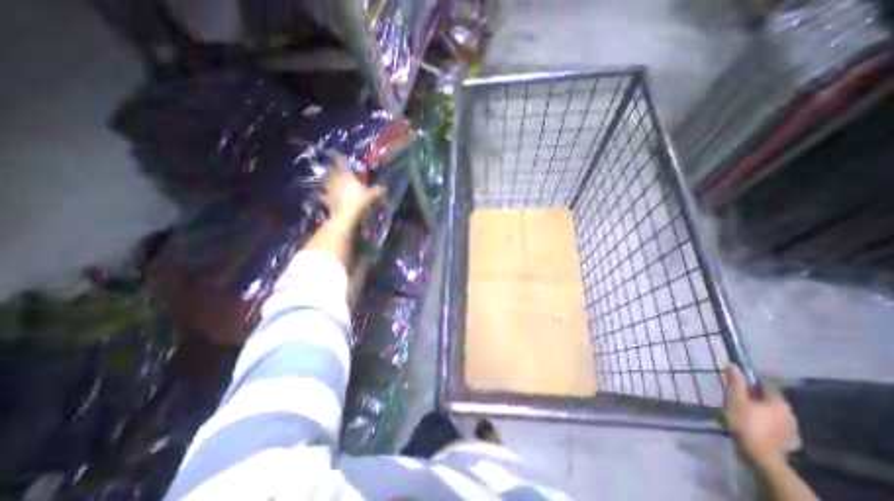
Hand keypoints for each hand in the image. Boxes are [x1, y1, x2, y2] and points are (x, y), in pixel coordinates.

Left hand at [325, 150, 387, 223]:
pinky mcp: (326, 200)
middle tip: (334, 169)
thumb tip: (385, 188)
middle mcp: (335, 179)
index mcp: (346, 175)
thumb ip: (377, 190)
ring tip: (328, 181)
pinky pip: (323, 196)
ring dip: (326, 181)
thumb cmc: (359, 201)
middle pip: (332, 171)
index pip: (340, 161)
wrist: (345, 215)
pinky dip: (323, 195)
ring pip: (325, 182)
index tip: (333, 151)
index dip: (337, 156)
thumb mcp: (371, 195)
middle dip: (333, 169)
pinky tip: (324, 196)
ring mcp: (329, 190)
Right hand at [721, 364, 798, 469]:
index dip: (751, 379)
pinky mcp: (788, 440)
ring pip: (772, 412)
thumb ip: (736, 382)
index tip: (737, 378)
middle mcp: (790, 413)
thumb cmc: (746, 422)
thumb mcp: (736, 399)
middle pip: (769, 398)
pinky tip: (753, 423)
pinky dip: (764, 420)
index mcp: (779, 402)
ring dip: (759, 408)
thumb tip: (734, 365)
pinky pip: (775, 424)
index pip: (766, 383)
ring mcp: (791, 429)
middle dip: (754, 395)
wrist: (760, 455)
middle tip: (736, 394)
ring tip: (742, 409)